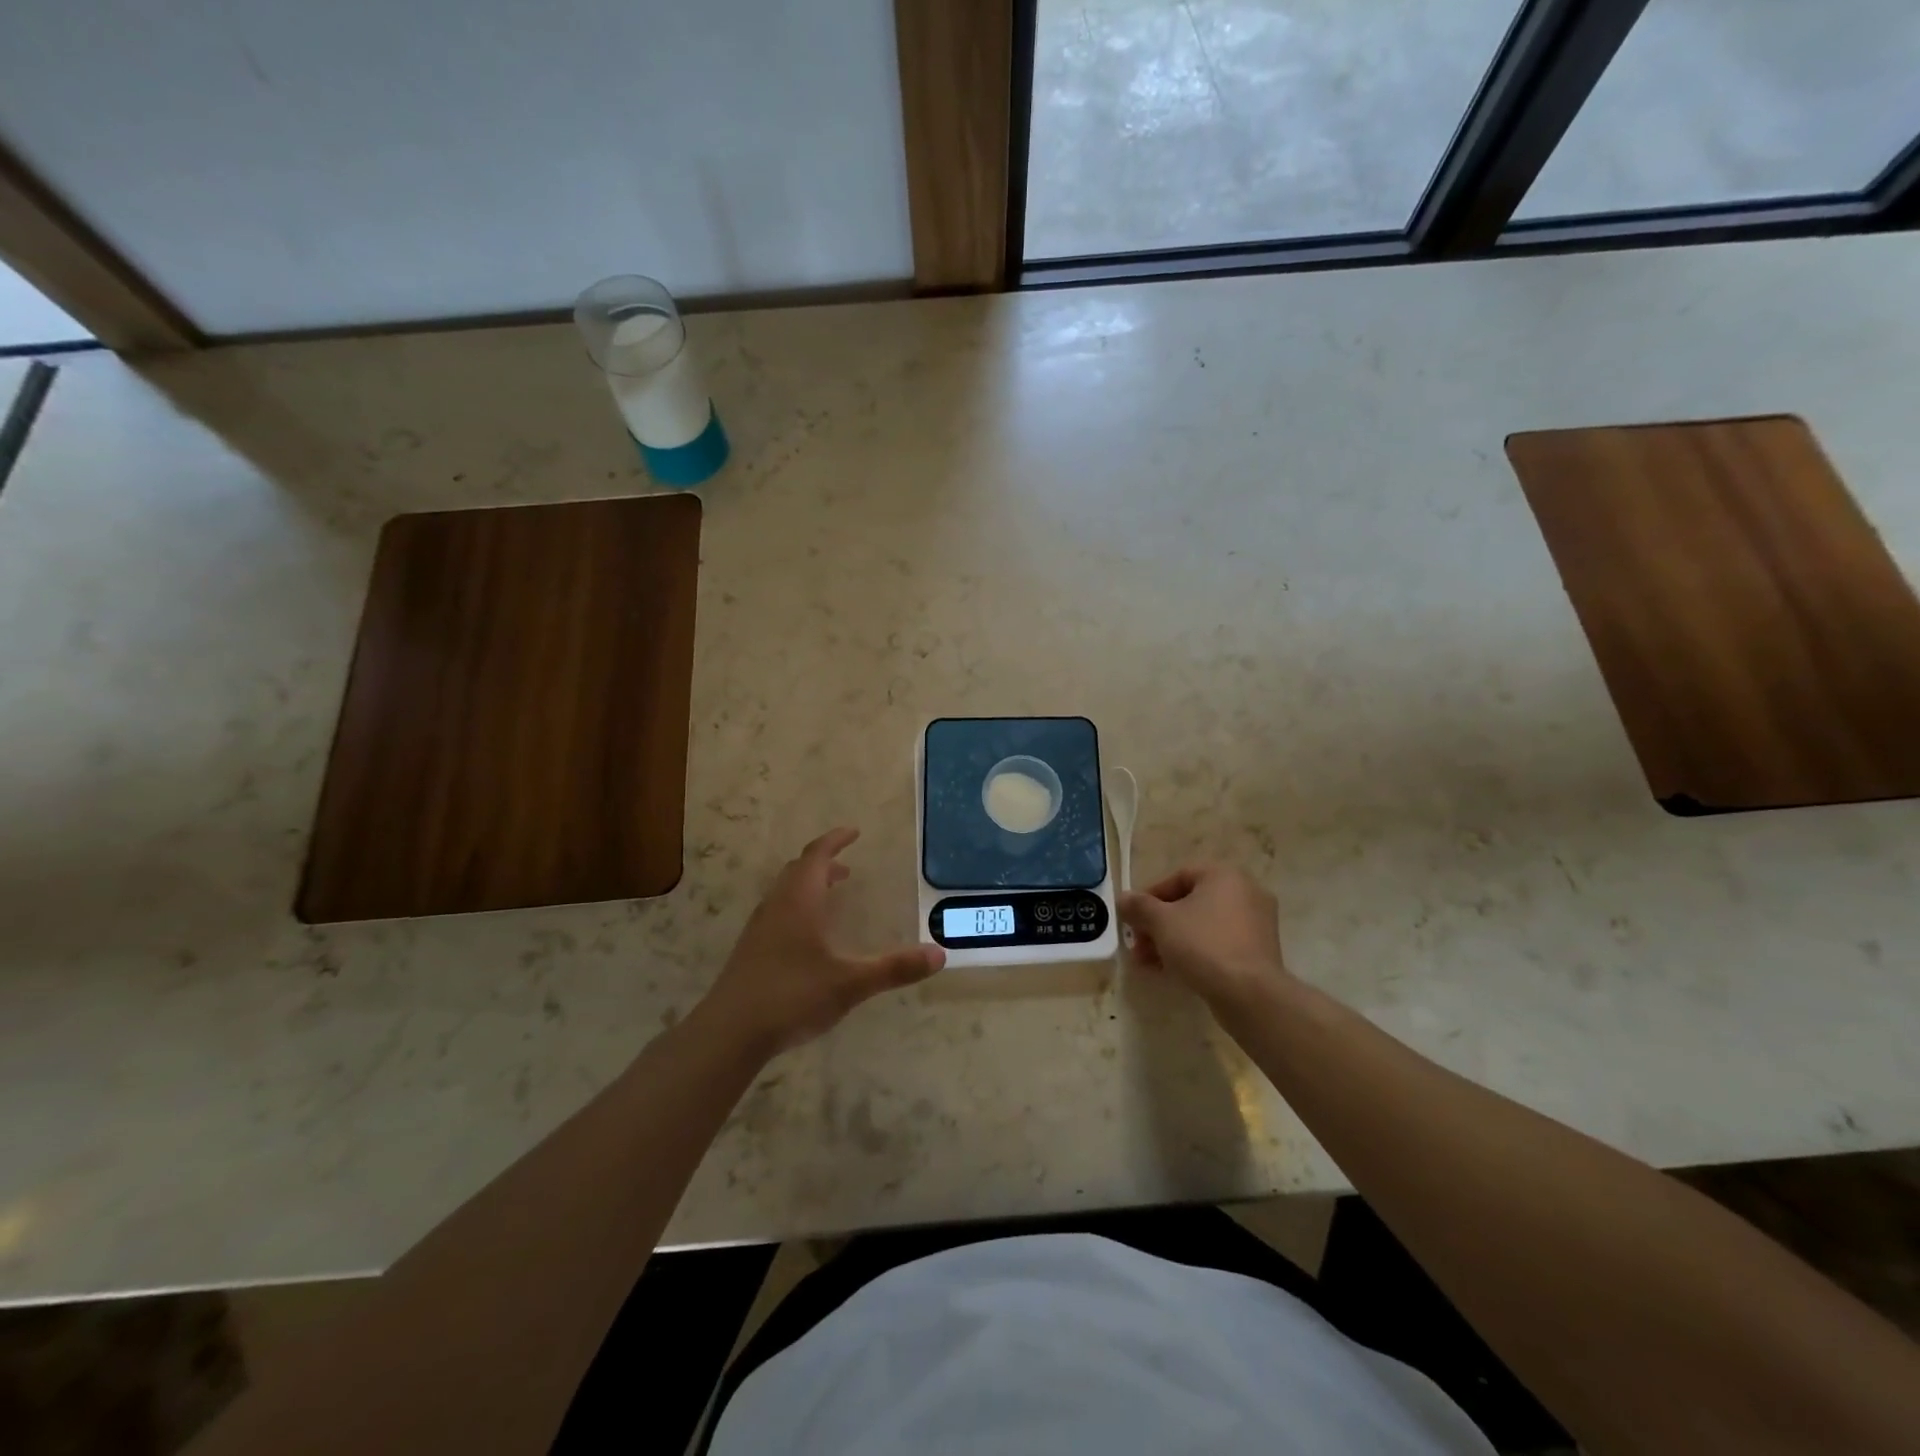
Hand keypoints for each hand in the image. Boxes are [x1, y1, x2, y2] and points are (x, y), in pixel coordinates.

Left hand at [699, 828, 944, 1055]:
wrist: (730, 1033)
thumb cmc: (792, 996)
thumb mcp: (850, 983)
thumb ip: (894, 968)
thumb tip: (939, 954)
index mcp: (799, 901)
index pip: (817, 856)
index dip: (836, 840)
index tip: (853, 832)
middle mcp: (777, 906)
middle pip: (798, 869)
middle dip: (823, 862)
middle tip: (846, 865)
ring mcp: (759, 928)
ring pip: (785, 891)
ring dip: (808, 884)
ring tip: (831, 895)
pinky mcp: (751, 950)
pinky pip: (778, 911)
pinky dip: (797, 906)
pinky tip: (808, 935)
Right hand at [1118, 864, 1291, 1013]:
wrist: (1250, 995)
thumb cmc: (1203, 945)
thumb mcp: (1161, 922)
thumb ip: (1139, 906)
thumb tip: (1123, 899)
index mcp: (1224, 876)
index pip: (1178, 877)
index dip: (1149, 897)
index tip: (1133, 919)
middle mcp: (1245, 892)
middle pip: (1189, 904)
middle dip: (1158, 925)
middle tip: (1138, 945)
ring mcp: (1256, 924)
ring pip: (1203, 926)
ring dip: (1172, 941)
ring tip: (1149, 963)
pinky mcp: (1259, 952)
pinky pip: (1219, 944)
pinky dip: (1195, 952)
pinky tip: (1173, 972)